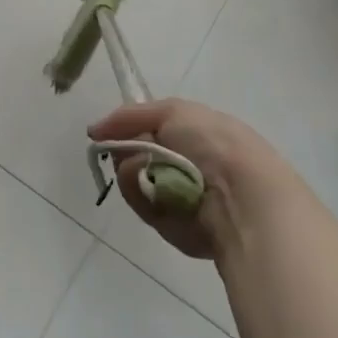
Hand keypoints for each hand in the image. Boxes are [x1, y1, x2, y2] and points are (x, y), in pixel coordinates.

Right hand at [89, 99, 296, 259]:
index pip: (148, 130)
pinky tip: (160, 197)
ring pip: (133, 180)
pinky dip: (144, 198)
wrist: (242, 197)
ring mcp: (177, 195)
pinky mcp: (172, 225)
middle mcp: (186, 164)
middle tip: (131, 153)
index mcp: (194, 135)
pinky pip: (143, 206)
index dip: (127, 130)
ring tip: (152, 176)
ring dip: (134, 174)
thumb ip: (130, 116)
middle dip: (126, 151)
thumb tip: (95, 130)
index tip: (107, 133)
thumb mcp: (173, 111)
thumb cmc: (213, 145)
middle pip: (134, 154)